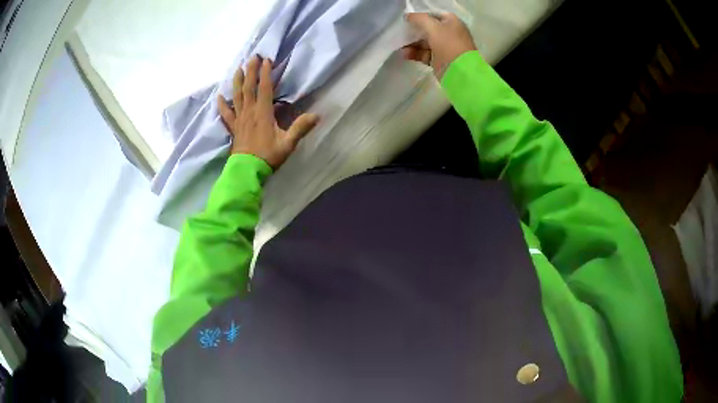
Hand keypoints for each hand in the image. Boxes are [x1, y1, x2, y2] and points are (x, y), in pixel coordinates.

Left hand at [218, 56, 318, 169]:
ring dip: (237, 82)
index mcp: (263, 113)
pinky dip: (222, 105)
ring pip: (237, 96)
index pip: (264, 88)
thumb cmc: (268, 157)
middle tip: (252, 57)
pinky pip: (226, 114)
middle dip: (251, 71)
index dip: (265, 73)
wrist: (247, 172)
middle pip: (249, 88)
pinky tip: (219, 97)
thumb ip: (300, 128)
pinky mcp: (233, 128)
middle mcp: (249, 112)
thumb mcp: (288, 144)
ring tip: (238, 69)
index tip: (267, 60)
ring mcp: (239, 119)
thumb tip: (317, 115)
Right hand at [402, 12, 476, 78]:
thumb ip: (419, 19)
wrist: (460, 71)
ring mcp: (444, 47)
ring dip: (412, 43)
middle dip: (414, 30)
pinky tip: (404, 54)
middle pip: (428, 29)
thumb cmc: (448, 44)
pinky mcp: (439, 60)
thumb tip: (407, 16)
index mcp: (452, 22)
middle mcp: (449, 33)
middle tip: (400, 32)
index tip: (407, 19)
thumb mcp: (433, 27)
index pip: (433, 15)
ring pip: (424, 42)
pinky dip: (415, 53)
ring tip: (400, 45)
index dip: (420, 16)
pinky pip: (424, 54)